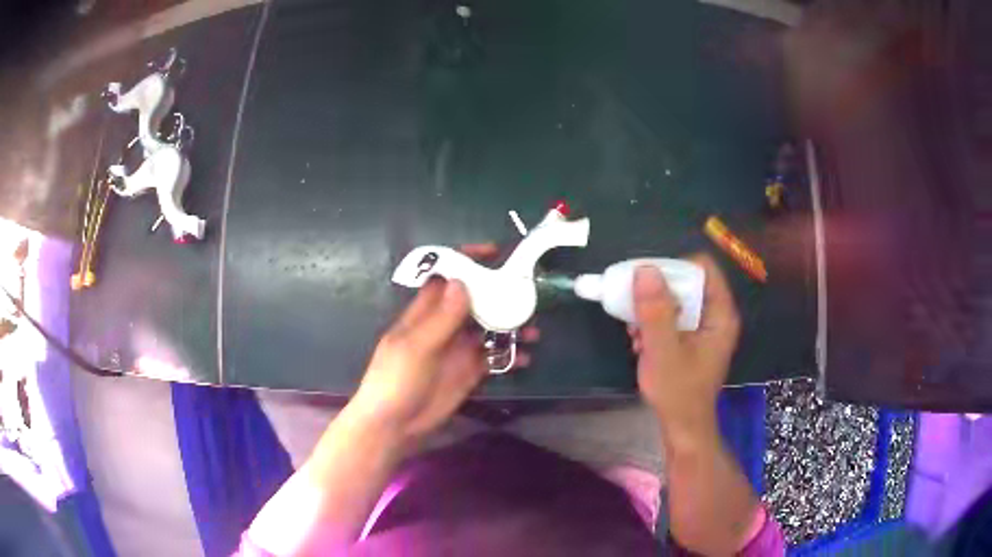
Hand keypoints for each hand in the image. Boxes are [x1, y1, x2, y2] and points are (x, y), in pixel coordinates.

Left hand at [351, 244, 536, 444]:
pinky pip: (495, 357)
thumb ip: (441, 318)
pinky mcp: (470, 372)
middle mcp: (445, 325)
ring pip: (489, 328)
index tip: (495, 253)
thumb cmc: (396, 380)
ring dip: (511, 326)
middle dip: (500, 293)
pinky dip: (511, 355)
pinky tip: (526, 358)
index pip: (448, 277)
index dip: (468, 261)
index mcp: (426, 312)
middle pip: (476, 300)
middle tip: (528, 291)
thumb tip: (462, 281)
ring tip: (533, 329)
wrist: (394, 425)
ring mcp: (459, 349)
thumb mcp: (416, 347)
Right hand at [629, 254, 739, 442]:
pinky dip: (655, 324)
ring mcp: (705, 328)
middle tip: (634, 307)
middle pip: (687, 282)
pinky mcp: (693, 340)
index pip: (703, 268)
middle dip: (657, 293)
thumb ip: (655, 311)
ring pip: (677, 299)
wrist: (682, 426)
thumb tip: (644, 270)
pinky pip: (673, 317)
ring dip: (652, 310)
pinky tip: (640, 342)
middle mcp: (716, 315)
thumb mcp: (663, 350)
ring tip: (635, 331)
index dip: (674, 268)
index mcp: (720, 314)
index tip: (647, 281)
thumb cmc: (678, 392)